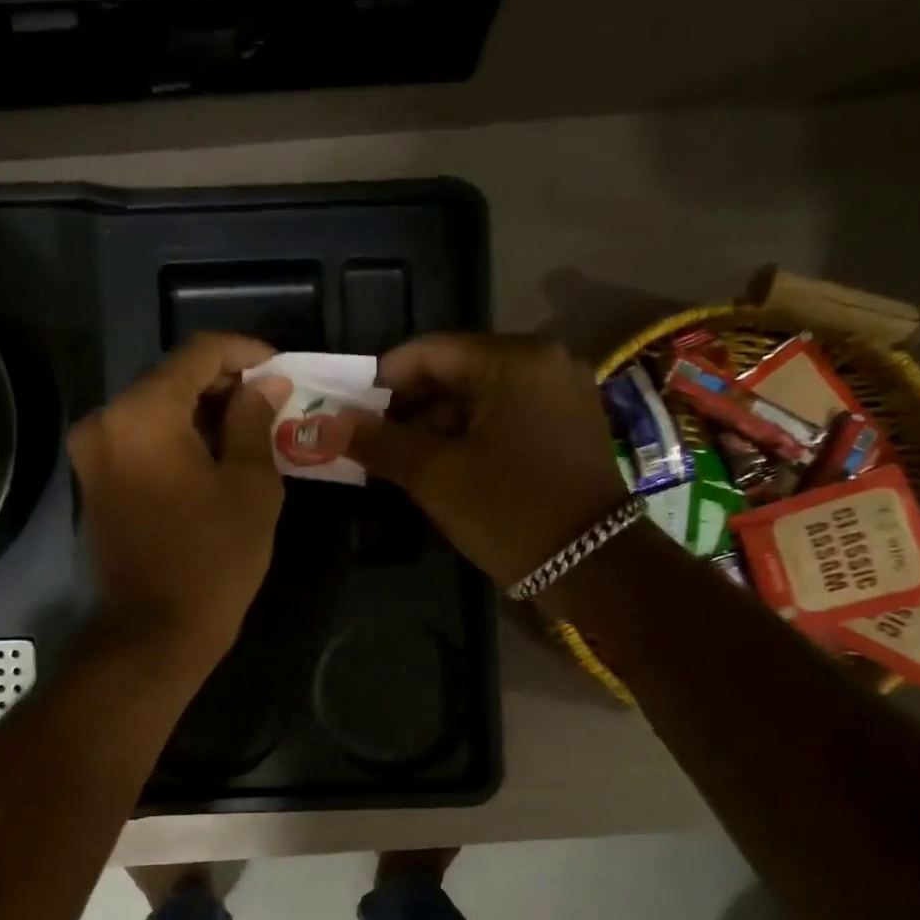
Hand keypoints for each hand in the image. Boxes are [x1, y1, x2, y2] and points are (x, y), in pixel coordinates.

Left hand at [68, 332, 290, 668]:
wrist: (153, 633)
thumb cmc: (212, 559)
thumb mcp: (251, 485)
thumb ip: (255, 421)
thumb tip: (265, 384)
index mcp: (142, 412)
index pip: (198, 353)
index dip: (245, 353)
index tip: (281, 370)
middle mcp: (106, 420)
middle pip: (172, 378)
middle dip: (225, 384)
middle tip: (272, 403)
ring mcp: (93, 452)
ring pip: (156, 409)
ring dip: (203, 413)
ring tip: (252, 430)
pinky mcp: (94, 481)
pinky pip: (141, 440)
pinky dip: (178, 438)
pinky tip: (215, 456)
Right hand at [346, 334, 627, 589]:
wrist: (594, 567)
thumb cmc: (509, 510)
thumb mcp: (435, 475)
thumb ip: (379, 442)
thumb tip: (326, 424)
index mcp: (514, 360)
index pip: (429, 351)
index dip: (381, 379)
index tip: (347, 409)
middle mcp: (544, 363)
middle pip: (455, 372)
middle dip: (406, 406)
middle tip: (366, 438)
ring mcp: (560, 395)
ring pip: (477, 398)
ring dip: (433, 425)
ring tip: (393, 459)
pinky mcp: (566, 426)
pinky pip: (502, 418)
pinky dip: (466, 436)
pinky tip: (435, 465)